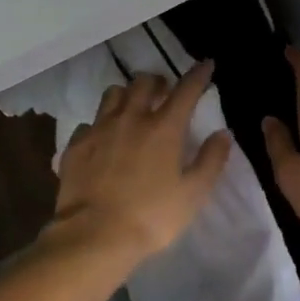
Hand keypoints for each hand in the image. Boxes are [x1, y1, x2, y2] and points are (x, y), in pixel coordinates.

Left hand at [49, 63, 231, 263]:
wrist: (94, 236)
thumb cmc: (151, 217)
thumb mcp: (192, 194)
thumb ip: (211, 161)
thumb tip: (223, 134)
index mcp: (163, 128)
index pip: (185, 90)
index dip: (198, 75)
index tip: (206, 65)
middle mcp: (131, 119)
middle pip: (144, 83)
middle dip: (158, 81)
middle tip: (164, 91)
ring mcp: (99, 129)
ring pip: (113, 94)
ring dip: (126, 95)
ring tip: (131, 107)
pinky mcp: (76, 145)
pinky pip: (88, 123)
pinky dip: (99, 125)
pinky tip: (102, 139)